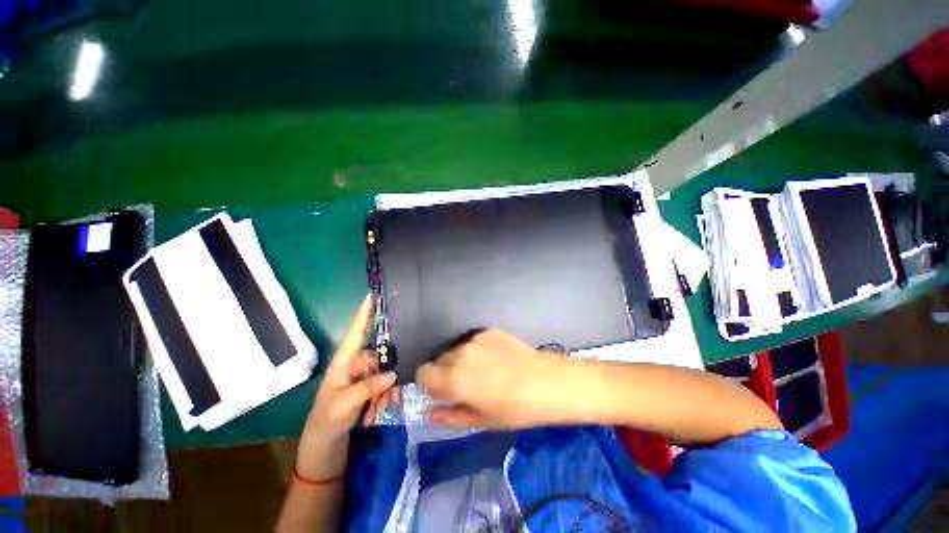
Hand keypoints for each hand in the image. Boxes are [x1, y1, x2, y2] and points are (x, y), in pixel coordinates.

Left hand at [297, 296, 398, 476]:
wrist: (325, 446)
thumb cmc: (327, 420)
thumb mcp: (345, 404)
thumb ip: (369, 386)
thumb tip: (393, 373)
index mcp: (344, 362)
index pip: (356, 333)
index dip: (363, 315)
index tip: (371, 296)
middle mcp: (355, 364)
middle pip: (380, 357)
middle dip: (387, 377)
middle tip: (390, 397)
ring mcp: (362, 376)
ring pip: (386, 372)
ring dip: (386, 392)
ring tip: (378, 411)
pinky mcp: (368, 388)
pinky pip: (385, 384)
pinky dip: (385, 397)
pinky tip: (378, 412)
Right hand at [416, 330, 569, 428]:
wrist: (546, 382)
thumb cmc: (515, 409)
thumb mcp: (481, 420)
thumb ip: (451, 416)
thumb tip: (431, 413)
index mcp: (454, 379)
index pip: (423, 374)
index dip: (428, 384)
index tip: (441, 393)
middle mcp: (460, 354)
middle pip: (438, 360)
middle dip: (444, 373)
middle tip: (465, 385)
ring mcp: (475, 339)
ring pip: (455, 350)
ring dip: (460, 360)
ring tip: (483, 371)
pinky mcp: (488, 331)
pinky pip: (472, 342)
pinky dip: (476, 350)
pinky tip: (496, 359)